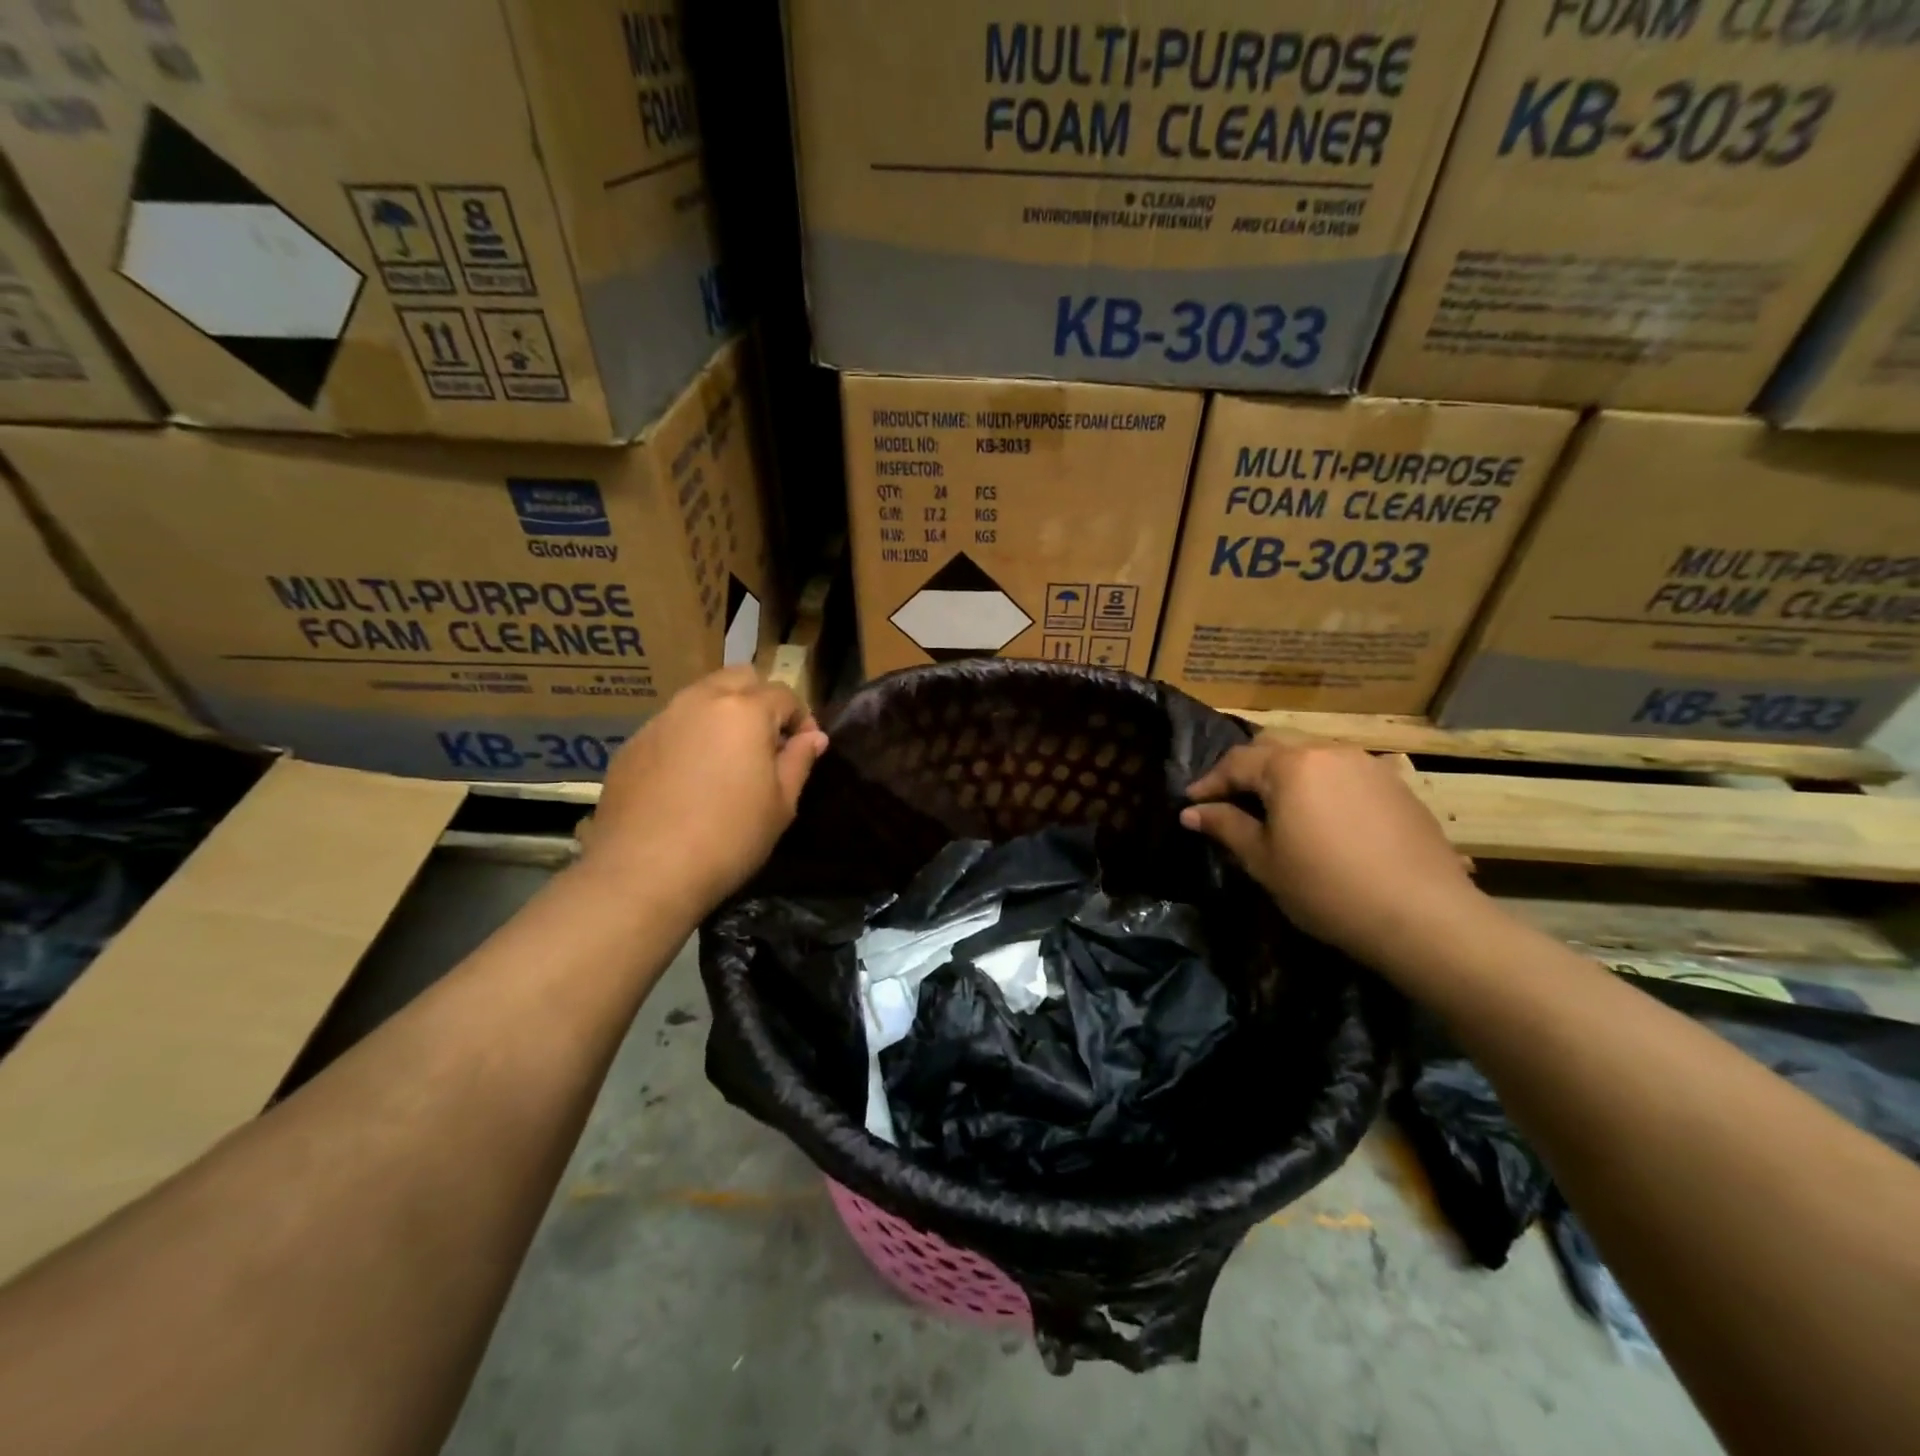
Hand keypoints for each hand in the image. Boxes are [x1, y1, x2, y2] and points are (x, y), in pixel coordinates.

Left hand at [581, 668, 828, 911]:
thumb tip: (813, 737)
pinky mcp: (631, 744)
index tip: (804, 748)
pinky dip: (688, 738)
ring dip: (721, 715)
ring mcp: (660, 720)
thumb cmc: (729, 838)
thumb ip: (799, 761)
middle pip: (738, 678)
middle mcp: (700, 702)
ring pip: (700, 697)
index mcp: (745, 711)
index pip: (784, 695)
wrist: (645, 871)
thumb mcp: (781, 804)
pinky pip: (670, 726)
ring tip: (726, 758)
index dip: (801, 719)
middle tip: (765, 742)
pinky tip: (688, 779)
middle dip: (759, 700)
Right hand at [1180, 737, 1484, 966]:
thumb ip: (1226, 826)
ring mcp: (1368, 765)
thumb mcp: (1264, 861)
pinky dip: (1322, 787)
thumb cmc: (1327, 888)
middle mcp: (1328, 752)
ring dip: (1286, 776)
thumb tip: (1191, 811)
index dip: (1209, 782)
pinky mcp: (1397, 786)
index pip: (1236, 763)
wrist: (1423, 916)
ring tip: (1277, 809)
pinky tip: (1323, 819)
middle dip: (1246, 770)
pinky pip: (1345, 774)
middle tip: (1230, 800)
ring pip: (1312, 757)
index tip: (1191, 804)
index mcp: (1290, 766)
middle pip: (1274, 748)